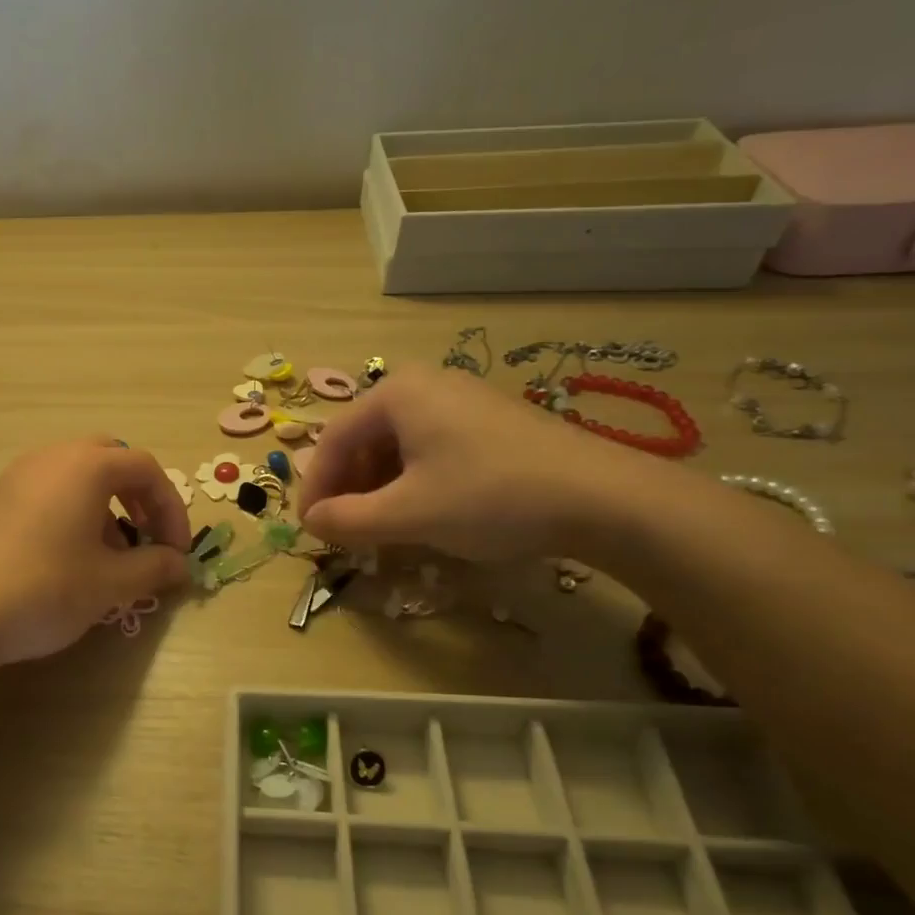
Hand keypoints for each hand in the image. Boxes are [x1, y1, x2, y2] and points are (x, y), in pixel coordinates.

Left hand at [0, 438, 191, 671]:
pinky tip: (68, 559)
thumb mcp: (111, 584)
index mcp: (85, 466)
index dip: (172, 508)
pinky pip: (47, 491)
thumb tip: (180, 564)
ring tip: (109, 556)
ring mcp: (16, 476)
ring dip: (104, 506)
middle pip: (110, 459)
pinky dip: (72, 512)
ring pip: (76, 475)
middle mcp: (50, 458)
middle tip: (145, 537)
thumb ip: (154, 567)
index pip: (146, 469)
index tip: (177, 551)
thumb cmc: (44, 589)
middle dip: (138, 496)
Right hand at [297, 365, 661, 561]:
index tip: (310, 528)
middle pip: (365, 439)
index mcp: (396, 394)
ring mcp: (463, 400)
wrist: (603, 498)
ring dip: (379, 488)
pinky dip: (413, 481)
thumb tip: (311, 523)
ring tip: (381, 527)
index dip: (316, 487)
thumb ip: (348, 519)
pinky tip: (423, 513)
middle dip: (349, 487)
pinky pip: (432, 448)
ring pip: (399, 446)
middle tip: (345, 530)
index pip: (334, 439)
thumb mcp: (408, 514)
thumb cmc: (489, 496)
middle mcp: (425, 385)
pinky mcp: (491, 422)